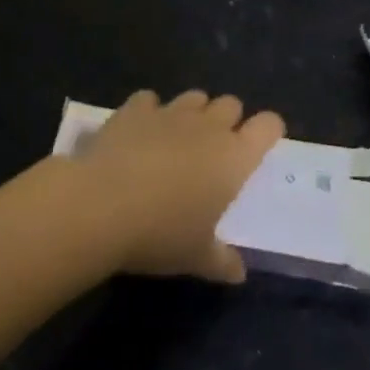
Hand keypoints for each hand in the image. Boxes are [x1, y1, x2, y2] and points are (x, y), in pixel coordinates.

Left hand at [74, 89, 284, 283]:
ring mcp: (171, 112)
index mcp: (233, 157)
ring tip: (179, 139)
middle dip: (228, 120)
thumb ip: (222, 260)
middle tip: (215, 150)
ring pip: (195, 96)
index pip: (268, 126)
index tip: (261, 145)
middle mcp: (208, 126)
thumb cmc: (160, 234)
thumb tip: (238, 272)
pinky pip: (150, 99)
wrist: (101, 204)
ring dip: (193, 112)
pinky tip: (140, 132)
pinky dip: (149, 112)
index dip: (268, 130)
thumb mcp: (196, 257)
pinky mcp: (136, 108)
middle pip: (231, 104)